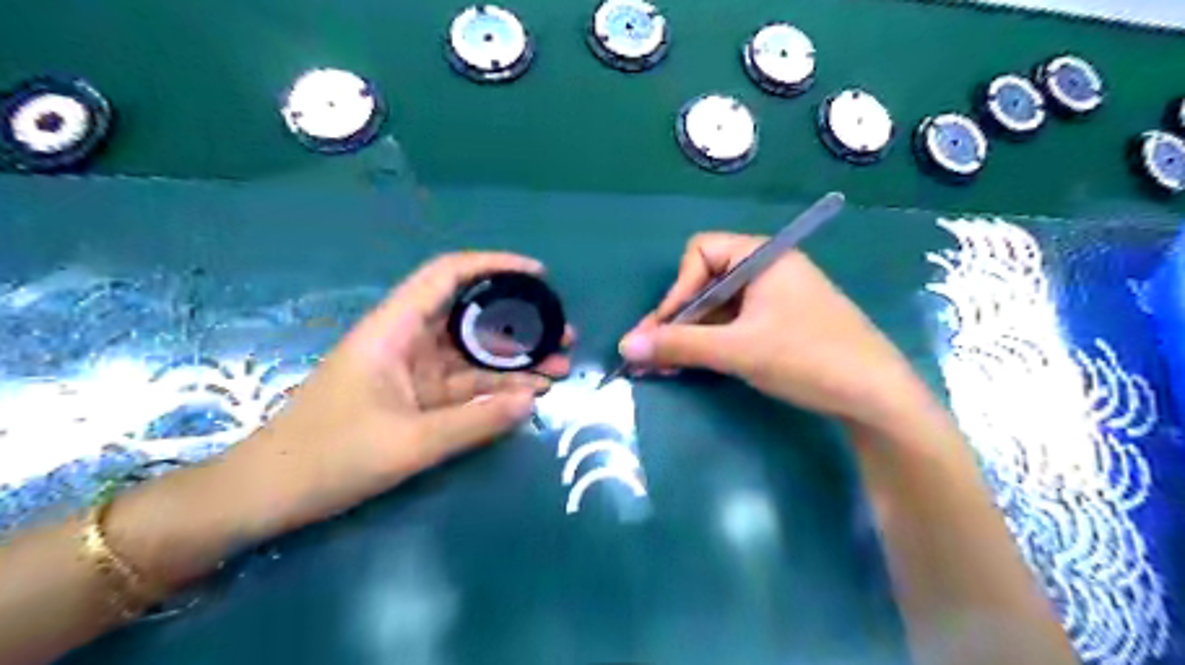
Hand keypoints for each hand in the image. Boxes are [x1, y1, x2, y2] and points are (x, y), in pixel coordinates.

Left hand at [226, 252, 573, 536]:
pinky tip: (529, 393)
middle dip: (520, 322)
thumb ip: (474, 422)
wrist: (269, 494)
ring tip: (559, 368)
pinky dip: (496, 388)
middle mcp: (407, 341)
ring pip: (473, 354)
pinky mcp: (416, 398)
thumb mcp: (408, 443)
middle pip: (471, 316)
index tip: (538, 275)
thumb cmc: (328, 458)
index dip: (494, 265)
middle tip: (563, 335)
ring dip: (515, 360)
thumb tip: (532, 401)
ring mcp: (413, 371)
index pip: (447, 275)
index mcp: (394, 330)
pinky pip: (465, 385)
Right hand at [620, 233, 935, 427]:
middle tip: (651, 354)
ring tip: (664, 367)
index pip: (700, 253)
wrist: (877, 396)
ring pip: (717, 307)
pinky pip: (733, 324)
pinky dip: (710, 342)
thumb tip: (625, 347)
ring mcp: (775, 297)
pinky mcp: (780, 323)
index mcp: (762, 256)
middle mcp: (767, 269)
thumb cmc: (807, 357)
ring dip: (689, 334)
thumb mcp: (737, 350)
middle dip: (676, 318)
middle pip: (705, 282)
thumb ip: (679, 345)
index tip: (663, 329)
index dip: (677, 290)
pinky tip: (693, 365)